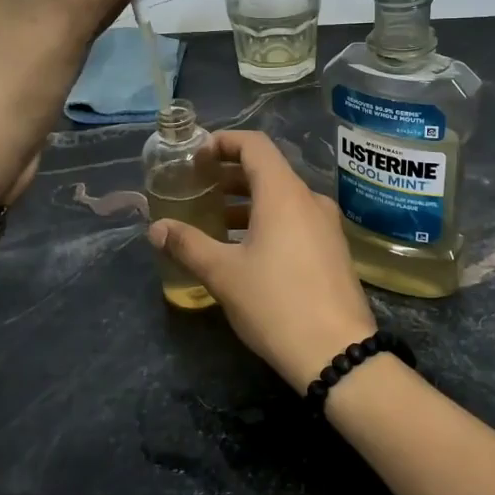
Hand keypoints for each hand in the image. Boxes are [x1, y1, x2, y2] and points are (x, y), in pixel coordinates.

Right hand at [148, 131, 377, 391]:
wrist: (337, 352)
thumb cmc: (276, 303)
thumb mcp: (223, 274)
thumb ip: (188, 245)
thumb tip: (156, 228)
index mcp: (284, 194)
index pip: (254, 145)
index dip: (224, 142)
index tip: (197, 157)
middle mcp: (309, 200)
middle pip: (268, 171)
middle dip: (230, 176)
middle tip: (198, 191)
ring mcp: (326, 226)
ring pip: (282, 199)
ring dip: (248, 203)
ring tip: (216, 223)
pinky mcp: (333, 250)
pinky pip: (296, 221)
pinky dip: (268, 222)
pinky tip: (247, 251)